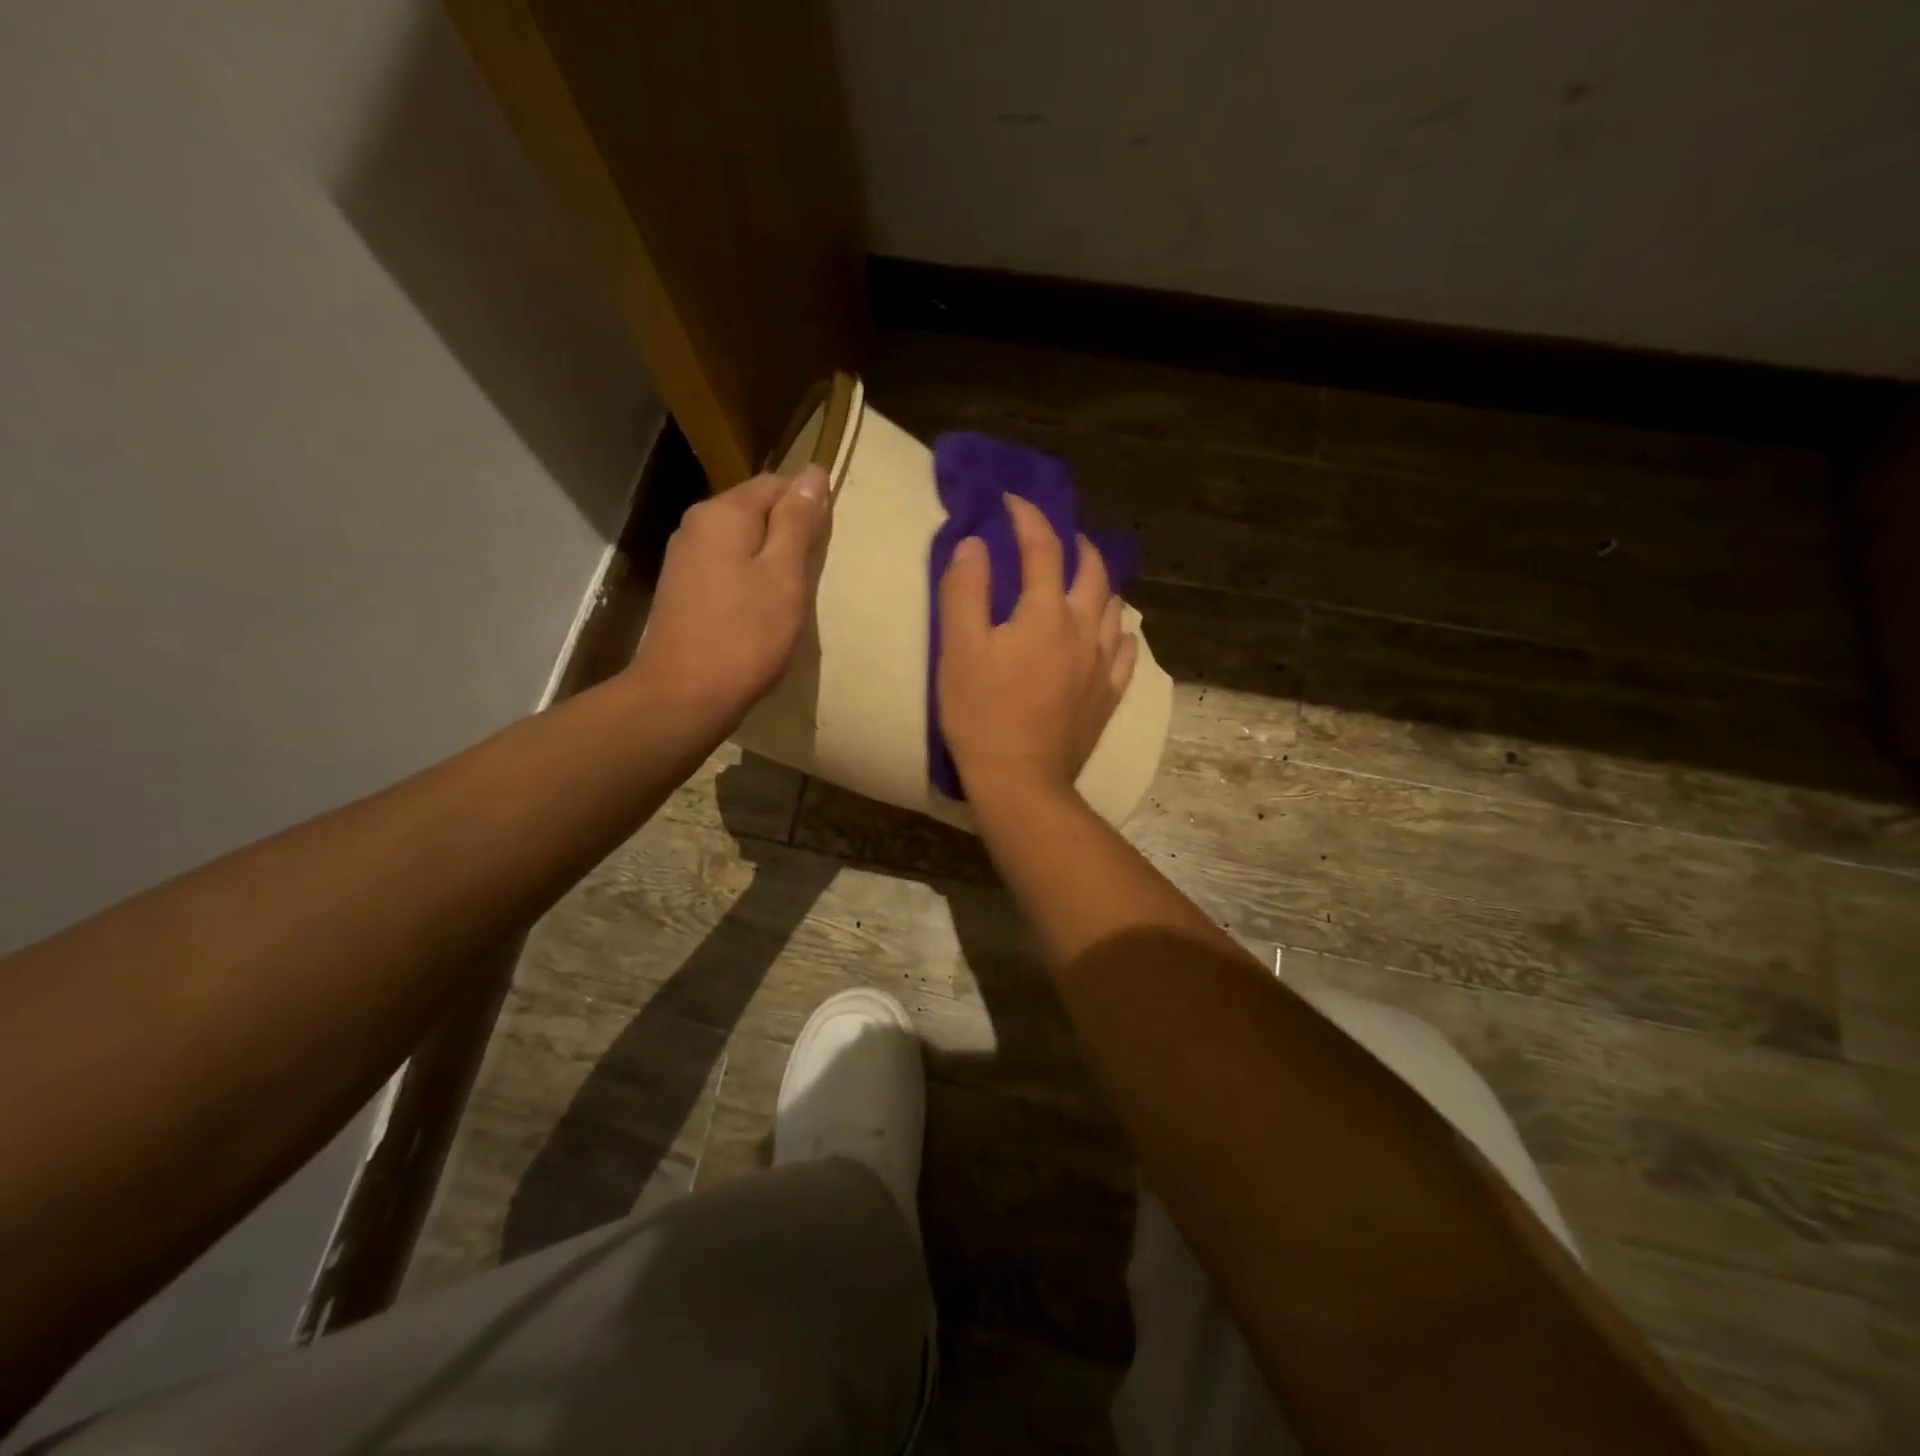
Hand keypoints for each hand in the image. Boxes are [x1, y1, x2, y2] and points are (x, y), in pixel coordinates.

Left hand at [629, 465, 830, 728]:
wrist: (685, 695)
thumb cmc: (746, 635)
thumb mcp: (784, 575)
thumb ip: (798, 522)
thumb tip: (812, 472)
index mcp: (722, 513)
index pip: (775, 484)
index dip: (807, 507)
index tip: (825, 546)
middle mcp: (696, 525)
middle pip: (755, 510)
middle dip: (788, 534)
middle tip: (811, 575)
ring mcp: (683, 558)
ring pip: (740, 541)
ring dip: (769, 559)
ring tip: (790, 595)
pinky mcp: (681, 589)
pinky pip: (725, 566)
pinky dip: (748, 578)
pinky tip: (759, 610)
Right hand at [937, 494, 1136, 801]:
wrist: (1021, 781)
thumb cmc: (982, 714)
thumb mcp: (958, 649)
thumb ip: (965, 590)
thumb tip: (977, 544)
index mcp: (1046, 613)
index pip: (1043, 548)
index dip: (1028, 517)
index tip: (1011, 502)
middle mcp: (1084, 630)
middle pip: (1093, 572)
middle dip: (1075, 545)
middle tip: (1055, 539)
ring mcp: (1102, 665)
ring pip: (1115, 609)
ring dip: (1099, 585)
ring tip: (1081, 584)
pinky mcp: (1107, 697)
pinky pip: (1125, 653)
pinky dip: (1118, 633)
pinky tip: (1111, 636)